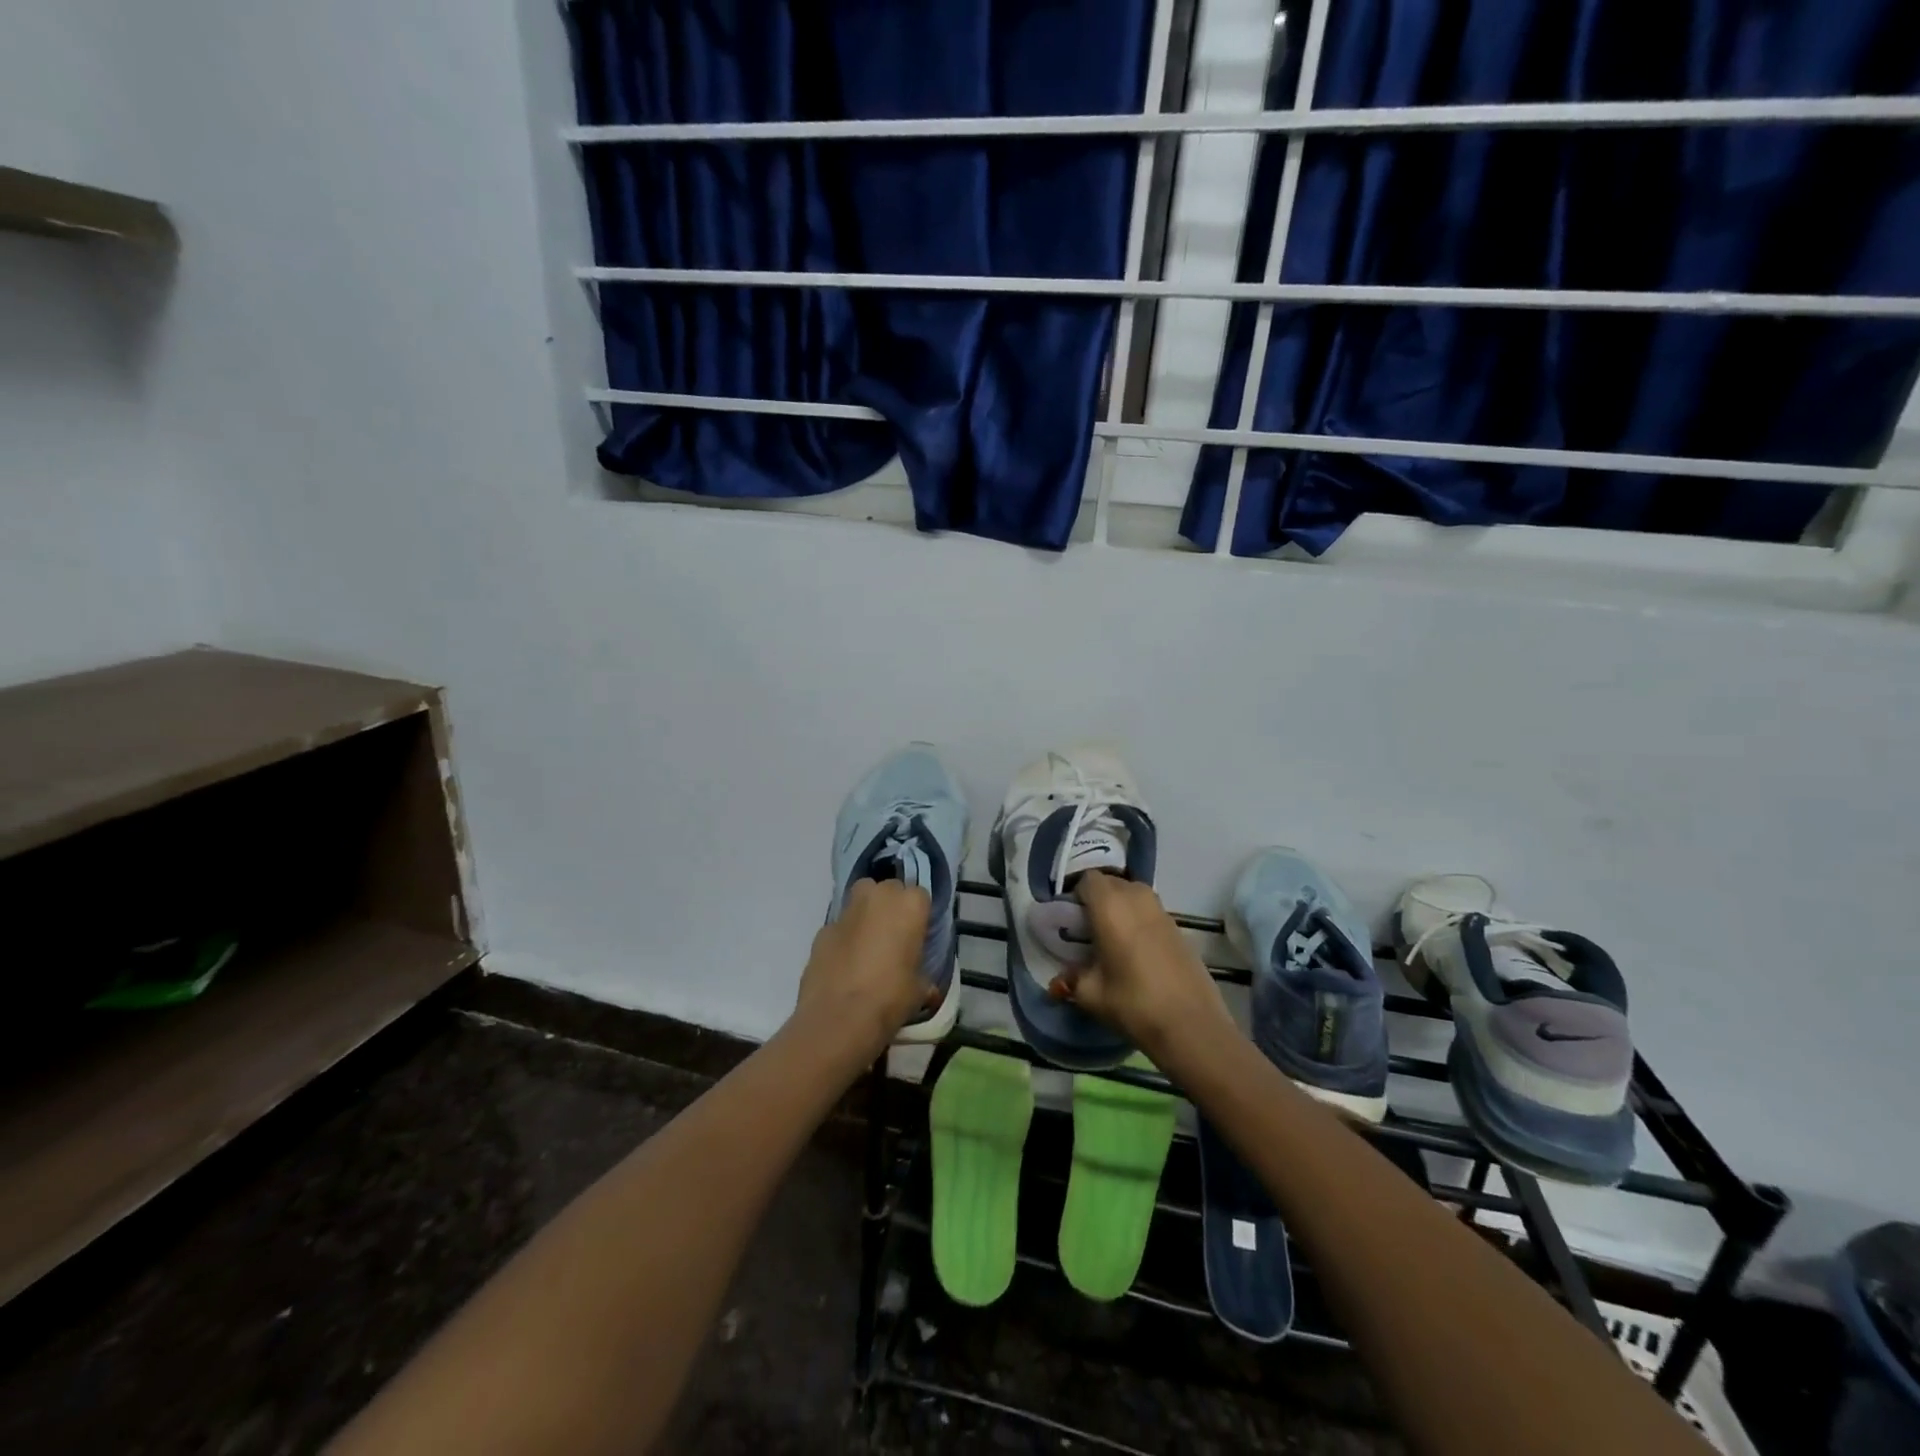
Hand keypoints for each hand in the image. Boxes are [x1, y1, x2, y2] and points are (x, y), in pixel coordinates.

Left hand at [794, 879, 933, 1056]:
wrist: (838, 1017)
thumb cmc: (890, 997)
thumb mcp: (919, 989)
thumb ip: (922, 975)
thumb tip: (926, 984)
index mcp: (910, 905)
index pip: (920, 897)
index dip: (919, 916)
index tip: (918, 936)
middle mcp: (878, 896)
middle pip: (889, 890)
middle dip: (892, 907)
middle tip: (894, 938)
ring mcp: (847, 910)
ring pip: (861, 899)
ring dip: (867, 913)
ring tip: (869, 945)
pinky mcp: (823, 929)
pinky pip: (841, 925)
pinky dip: (844, 937)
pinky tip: (845, 963)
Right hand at [1056, 871, 1237, 1068]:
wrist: (1192, 1026)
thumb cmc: (1133, 1003)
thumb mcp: (1091, 994)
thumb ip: (1071, 980)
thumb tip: (1058, 982)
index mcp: (1110, 905)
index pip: (1088, 879)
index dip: (1077, 895)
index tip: (1072, 920)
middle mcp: (1137, 898)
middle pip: (1112, 884)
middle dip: (1098, 900)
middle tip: (1089, 931)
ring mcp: (1162, 911)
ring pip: (1134, 895)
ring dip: (1121, 909)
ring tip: (1113, 941)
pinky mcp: (1180, 928)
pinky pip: (1151, 912)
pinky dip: (1140, 922)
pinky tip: (1138, 953)